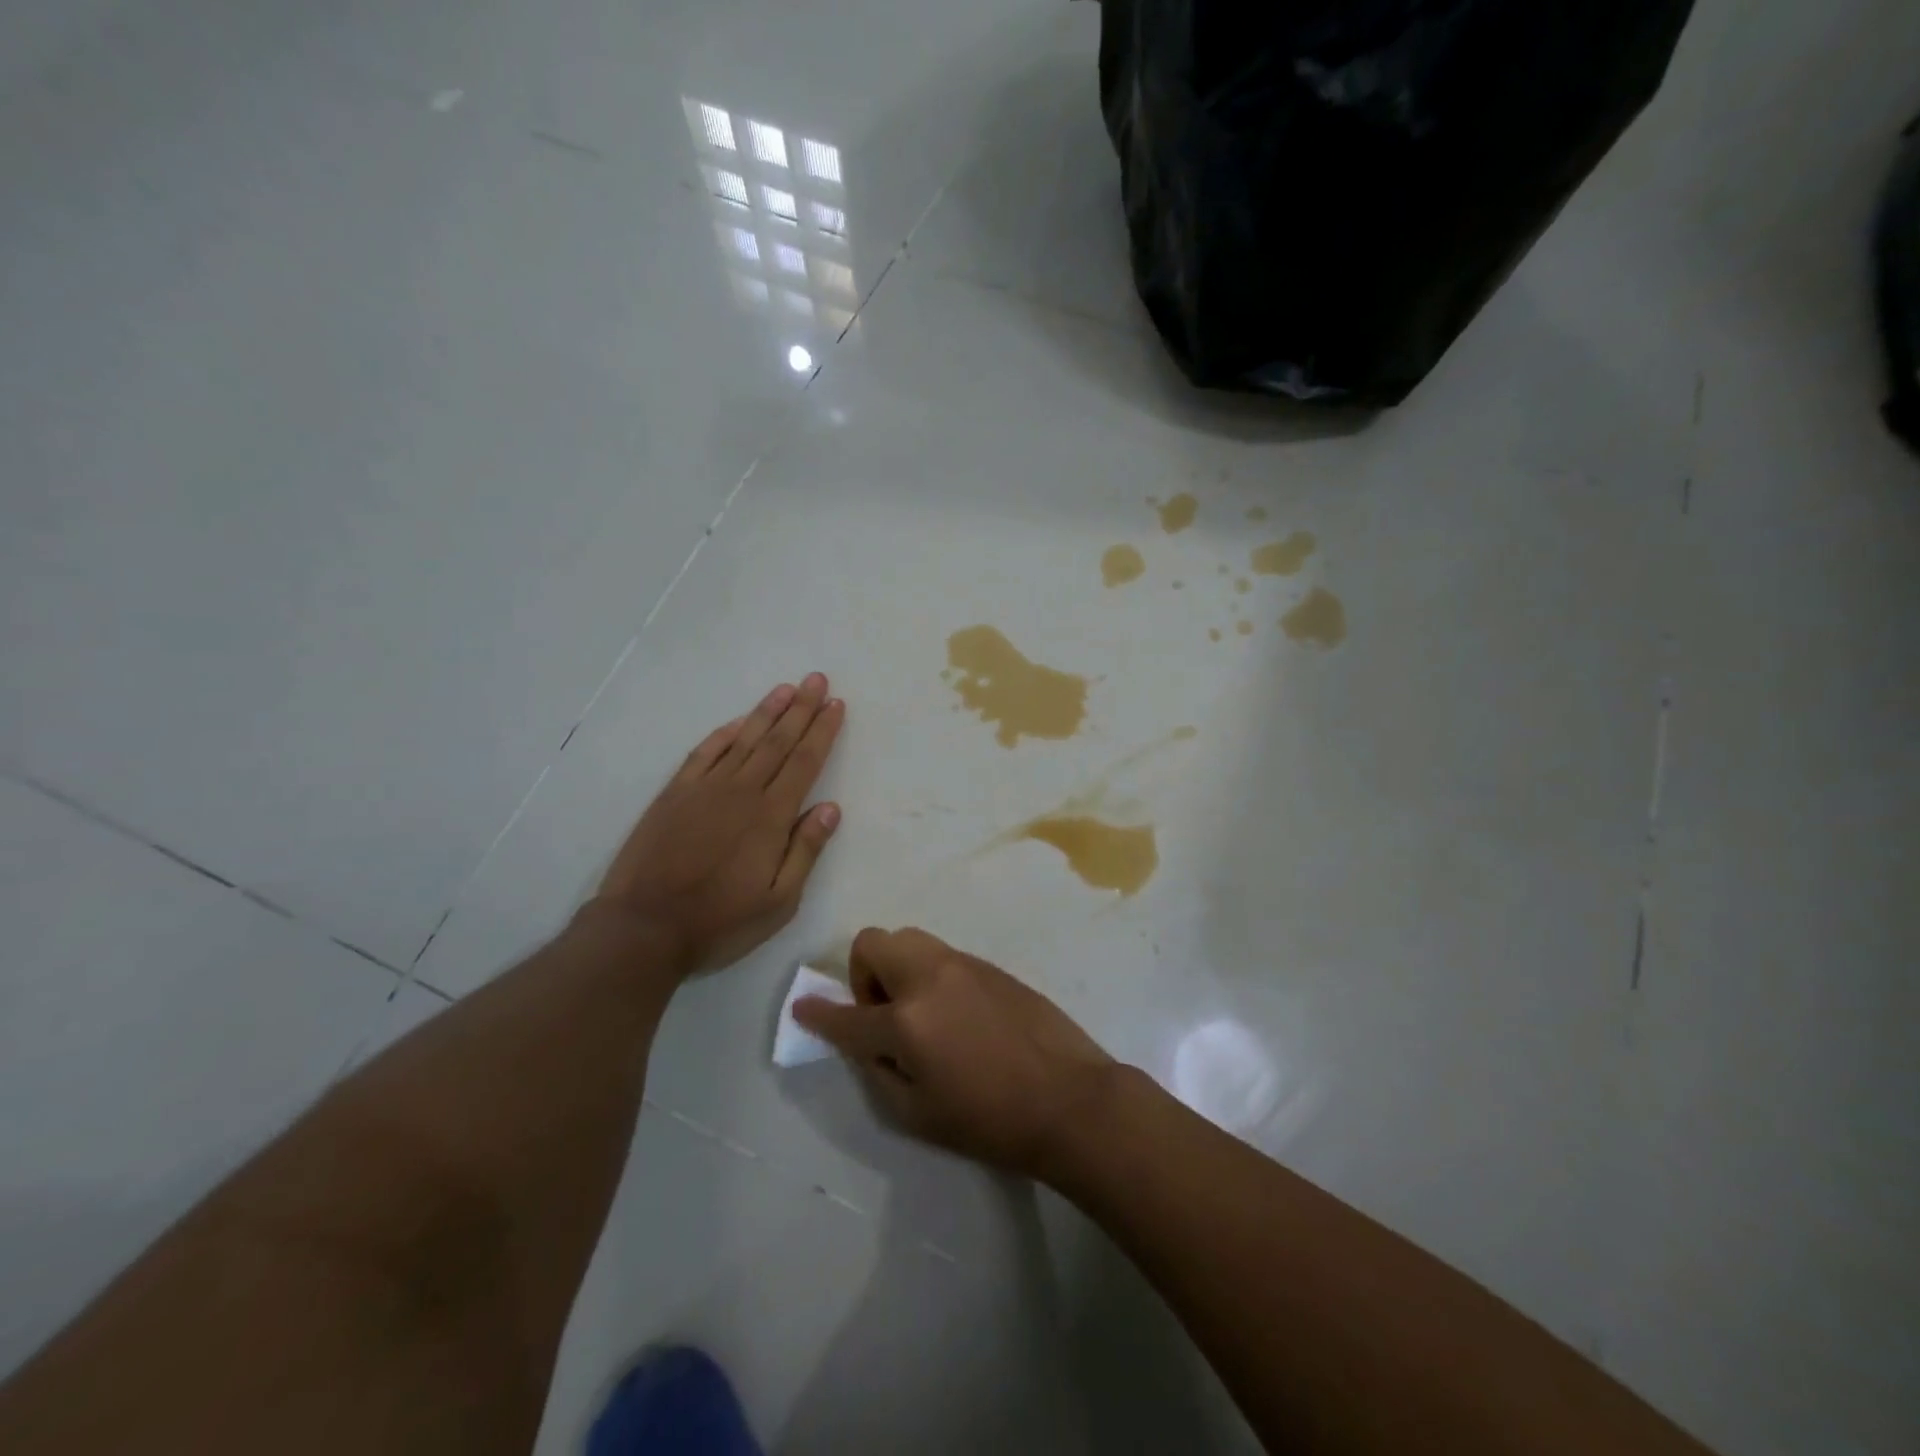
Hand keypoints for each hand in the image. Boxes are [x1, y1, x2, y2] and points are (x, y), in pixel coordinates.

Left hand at [592, 674, 844, 974]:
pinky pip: (704, 752)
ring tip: (786, 688)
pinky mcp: (675, 794)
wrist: (643, 928)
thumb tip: (831, 808)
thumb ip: (805, 851)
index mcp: (771, 817)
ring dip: (767, 711)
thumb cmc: (719, 922)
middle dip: (801, 709)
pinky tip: (738, 722)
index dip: (822, 732)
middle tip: (816, 680)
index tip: (836, 705)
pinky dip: (725, 733)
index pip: (804, 763)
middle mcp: (741, 792)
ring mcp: (704, 789)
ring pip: (743, 739)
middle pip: (777, 742)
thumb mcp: (779, 902)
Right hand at [793, 927, 1114, 1179]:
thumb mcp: (917, 1115)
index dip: (819, 1014)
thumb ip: (878, 1072)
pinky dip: (930, 975)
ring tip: (920, 1013)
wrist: (1069, 1099)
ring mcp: (962, 964)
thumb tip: (863, 1042)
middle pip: (873, 942)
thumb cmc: (990, 1121)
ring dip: (898, 968)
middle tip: (884, 1015)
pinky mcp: (990, 965)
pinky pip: (942, 955)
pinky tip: (956, 1014)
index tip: (804, 1007)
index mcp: (907, 1021)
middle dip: (865, 974)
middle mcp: (929, 978)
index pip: (847, 1015)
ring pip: (909, 939)